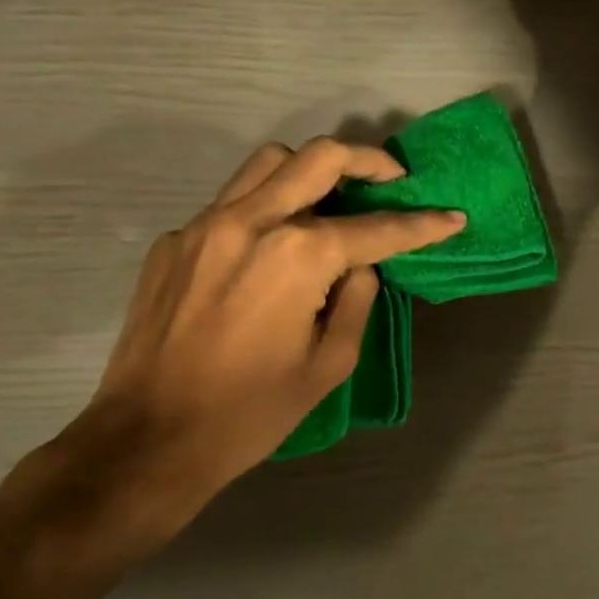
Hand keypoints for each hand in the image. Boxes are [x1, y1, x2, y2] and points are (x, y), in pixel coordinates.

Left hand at [35, 138, 464, 548]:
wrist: (147, 440)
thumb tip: (361, 265)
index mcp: (298, 256)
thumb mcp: (329, 364)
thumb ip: (357, 300)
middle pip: (320, 157)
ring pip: (269, 163)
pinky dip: (265, 208)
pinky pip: (231, 202)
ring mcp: (205, 224)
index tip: (451, 217)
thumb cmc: (250, 413)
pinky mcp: (174, 240)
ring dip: (311, 171)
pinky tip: (270, 249)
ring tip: (332, 200)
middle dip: (369, 160)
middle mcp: (252, 222)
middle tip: (393, 179)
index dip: (422, 224)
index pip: (376, 229)